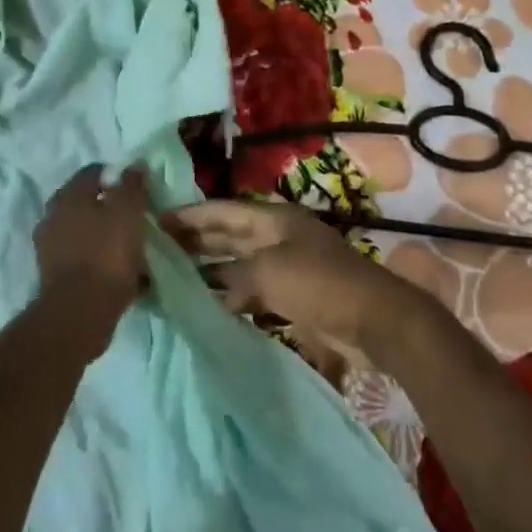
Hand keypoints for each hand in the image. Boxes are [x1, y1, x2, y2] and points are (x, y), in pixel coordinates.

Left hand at [34, 165, 150, 331]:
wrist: (80, 311)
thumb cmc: (107, 254)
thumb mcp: (128, 212)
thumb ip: (131, 185)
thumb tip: (135, 164)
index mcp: (70, 195)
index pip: (92, 172)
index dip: (115, 176)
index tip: (135, 188)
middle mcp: (53, 215)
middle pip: (83, 201)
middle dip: (105, 205)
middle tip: (130, 216)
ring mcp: (49, 246)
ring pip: (80, 230)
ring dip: (99, 233)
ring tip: (125, 245)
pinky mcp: (52, 273)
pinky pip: (79, 256)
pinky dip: (94, 257)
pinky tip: (113, 269)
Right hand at [163, 200, 438, 364]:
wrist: (375, 320)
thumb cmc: (320, 284)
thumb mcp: (268, 273)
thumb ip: (231, 275)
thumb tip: (210, 287)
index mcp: (273, 220)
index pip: (222, 210)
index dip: (190, 215)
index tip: (156, 220)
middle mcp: (277, 237)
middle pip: (229, 235)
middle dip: (195, 241)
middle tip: (157, 249)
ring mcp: (287, 266)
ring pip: (238, 264)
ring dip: (210, 270)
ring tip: (174, 277)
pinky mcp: (294, 296)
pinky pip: (252, 290)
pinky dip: (230, 295)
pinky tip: (208, 305)